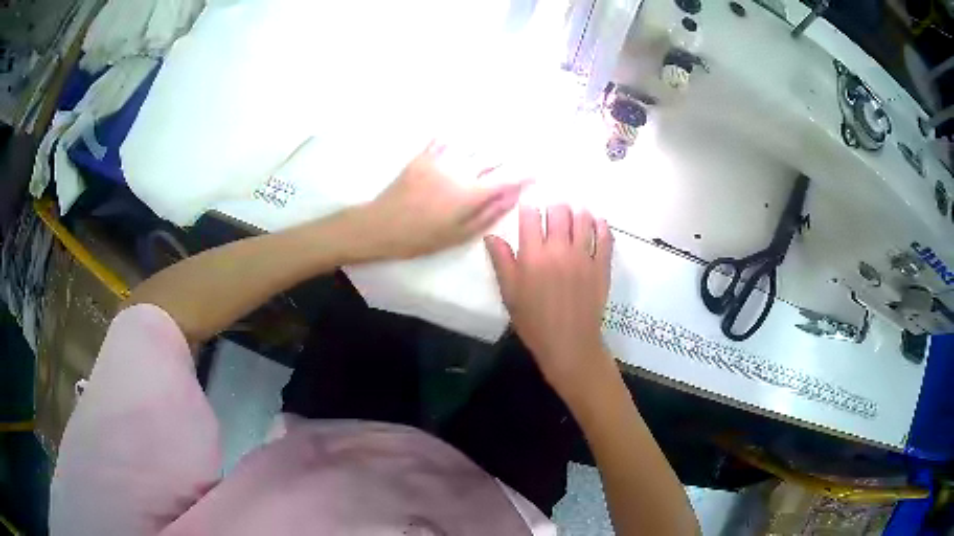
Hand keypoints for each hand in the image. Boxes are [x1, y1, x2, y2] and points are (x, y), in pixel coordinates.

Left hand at [356, 141, 527, 260]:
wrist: (381, 226)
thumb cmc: (422, 237)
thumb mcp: (460, 234)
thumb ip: (489, 213)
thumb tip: (513, 196)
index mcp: (471, 193)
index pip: (506, 178)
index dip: (524, 174)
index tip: (536, 170)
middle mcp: (460, 170)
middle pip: (492, 156)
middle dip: (510, 154)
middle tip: (524, 149)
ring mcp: (441, 159)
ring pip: (472, 144)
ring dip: (489, 141)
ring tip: (502, 134)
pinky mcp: (424, 156)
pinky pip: (445, 139)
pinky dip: (458, 135)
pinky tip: (464, 131)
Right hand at [485, 205, 615, 400]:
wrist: (569, 344)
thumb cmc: (534, 321)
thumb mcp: (510, 293)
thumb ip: (501, 261)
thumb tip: (491, 236)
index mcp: (533, 255)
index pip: (531, 217)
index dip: (528, 209)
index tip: (528, 212)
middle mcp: (559, 249)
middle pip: (559, 212)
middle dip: (553, 208)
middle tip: (552, 215)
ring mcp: (584, 256)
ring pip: (583, 219)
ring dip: (577, 212)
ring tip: (574, 216)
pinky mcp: (602, 265)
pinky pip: (605, 237)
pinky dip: (601, 226)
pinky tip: (596, 224)